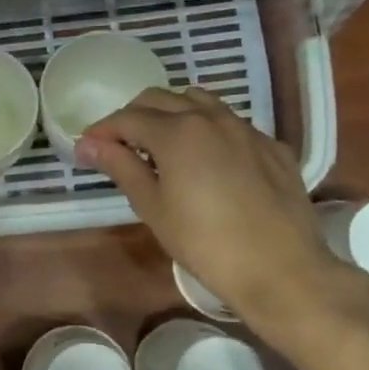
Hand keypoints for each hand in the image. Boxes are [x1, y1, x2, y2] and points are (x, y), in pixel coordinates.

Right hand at [77, 87, 358, 332]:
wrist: (281, 270)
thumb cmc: (204, 243)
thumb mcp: (152, 207)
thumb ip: (120, 167)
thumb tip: (87, 145)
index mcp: (177, 132)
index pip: (127, 118)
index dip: (102, 130)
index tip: (87, 148)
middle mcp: (211, 118)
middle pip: (160, 99)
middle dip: (133, 116)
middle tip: (119, 146)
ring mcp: (246, 129)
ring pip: (199, 102)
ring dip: (171, 114)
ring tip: (161, 146)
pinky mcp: (272, 146)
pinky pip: (231, 123)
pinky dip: (207, 130)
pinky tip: (206, 161)